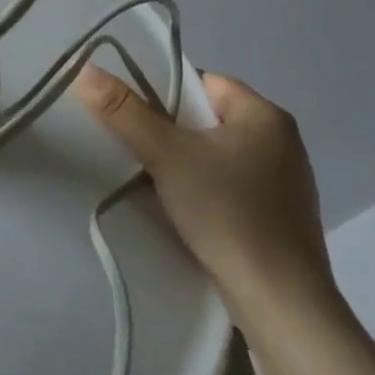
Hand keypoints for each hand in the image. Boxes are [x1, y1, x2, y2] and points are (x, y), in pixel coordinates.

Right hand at [72, 65, 333, 332]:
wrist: (281, 305)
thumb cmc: (226, 213)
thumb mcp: (165, 155)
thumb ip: (123, 110)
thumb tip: (85, 69)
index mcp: (266, 115)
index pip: (204, 83)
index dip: (165, 94)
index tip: (138, 120)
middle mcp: (284, 142)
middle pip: (209, 119)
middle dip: (173, 133)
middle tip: (141, 152)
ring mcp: (289, 184)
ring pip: (220, 156)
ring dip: (189, 165)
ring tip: (158, 184)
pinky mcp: (285, 220)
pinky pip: (235, 187)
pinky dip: (209, 193)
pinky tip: (190, 214)